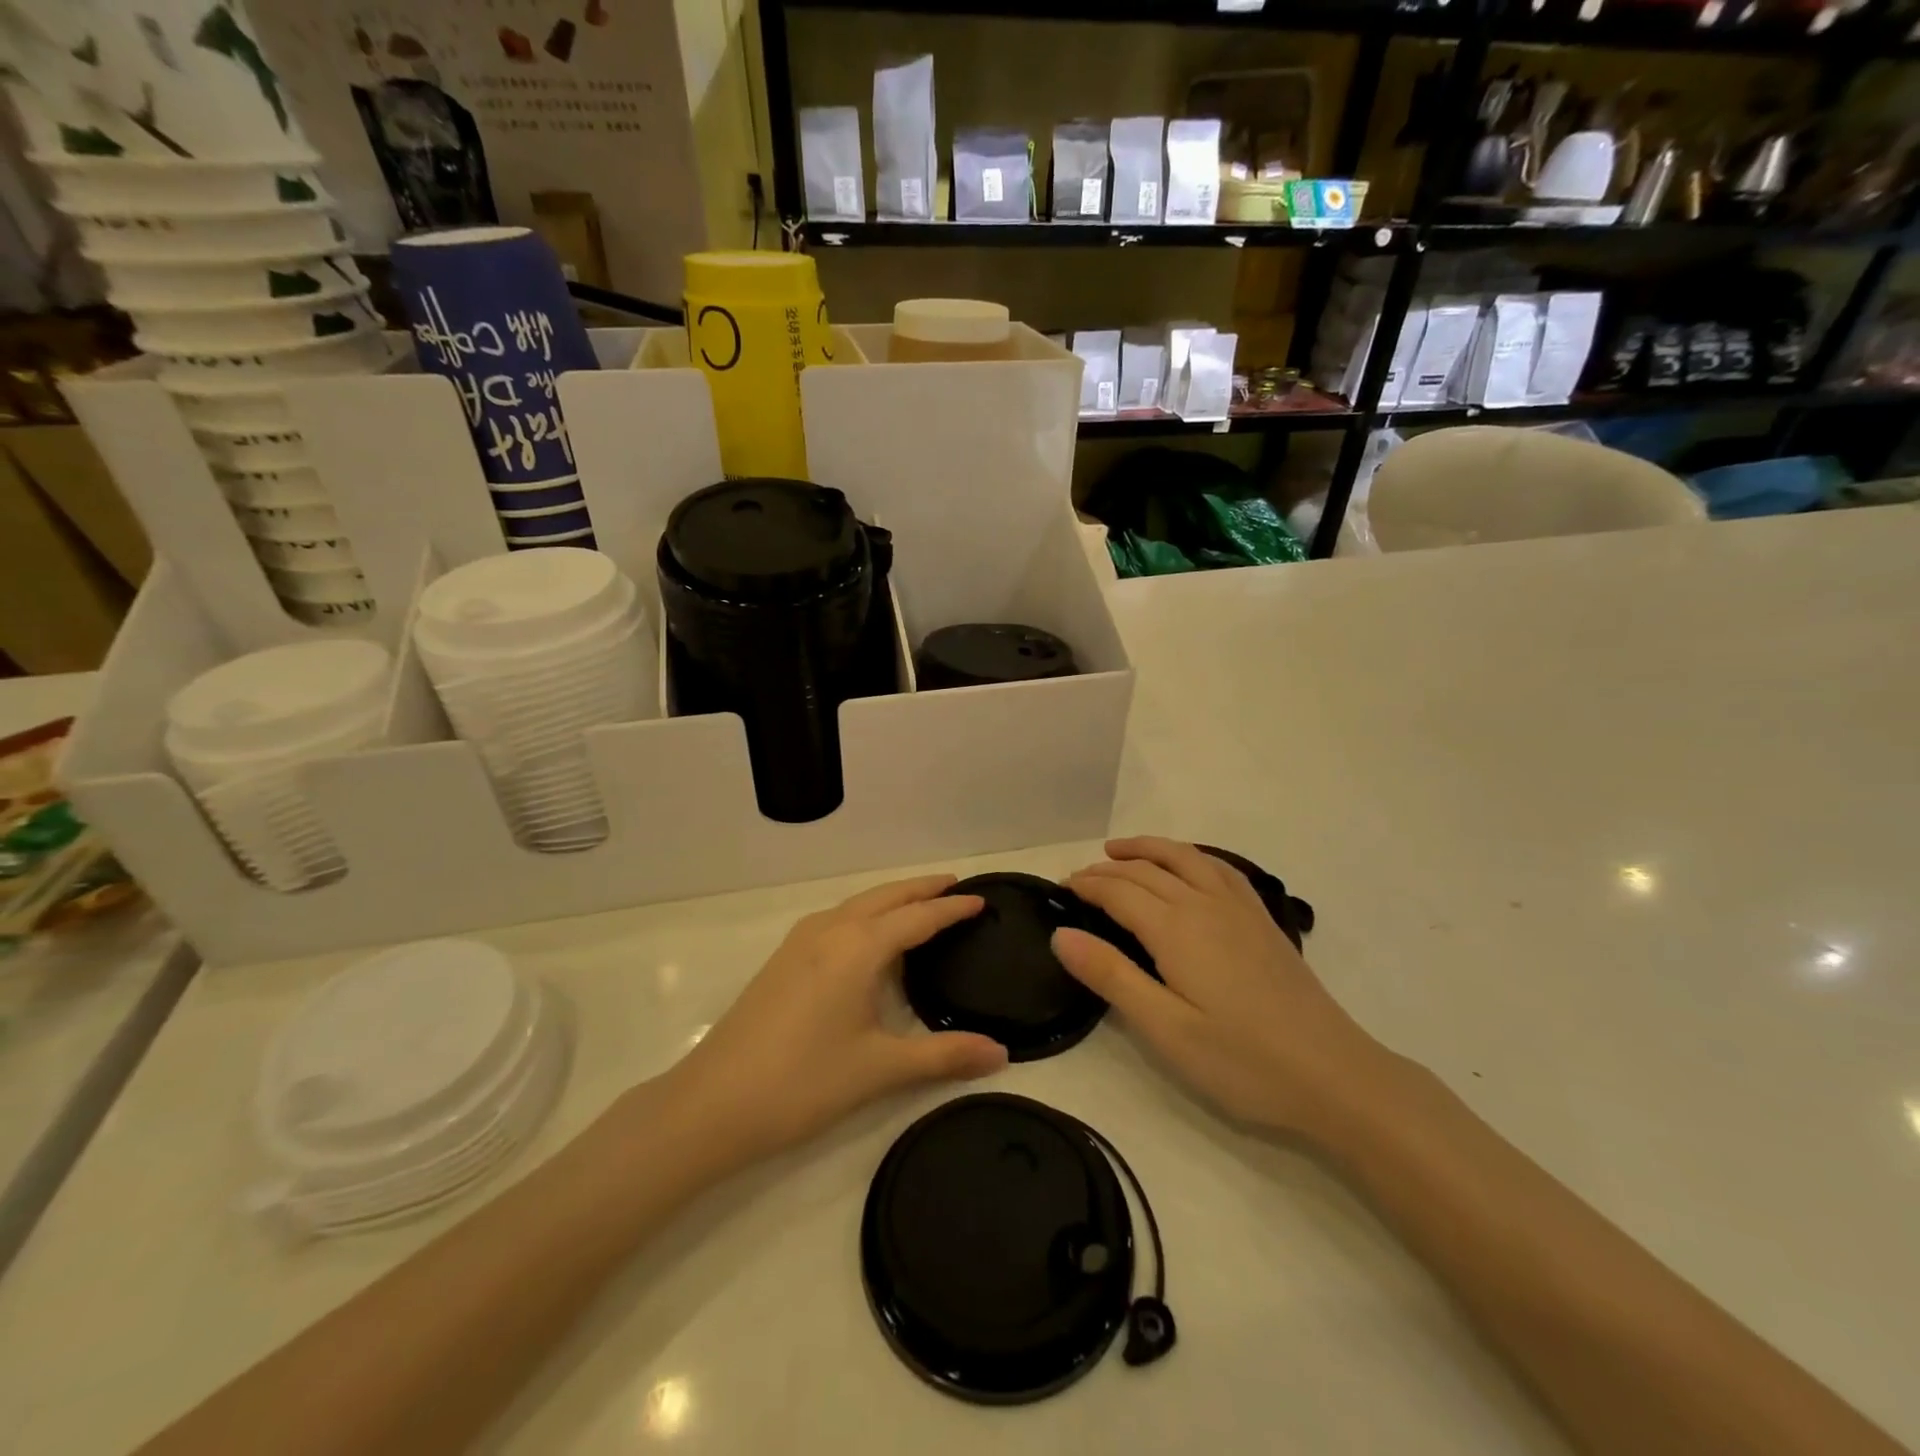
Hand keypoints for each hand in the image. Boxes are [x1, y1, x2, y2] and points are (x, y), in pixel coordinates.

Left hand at [656, 876, 1007, 1168]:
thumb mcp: (880, 1068)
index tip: (982, 900)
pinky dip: (866, 914)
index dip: (952, 908)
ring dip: (892, 898)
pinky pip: (837, 918)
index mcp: (858, 947)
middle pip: (886, 896)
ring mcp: (801, 941)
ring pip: (858, 904)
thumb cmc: (803, 1081)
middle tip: (956, 887)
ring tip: (921, 905)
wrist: (713, 1103)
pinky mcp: (783, 958)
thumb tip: (1001, 1054)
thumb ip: (943, 1055)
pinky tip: (869, 939)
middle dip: (922, 889)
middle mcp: (831, 930)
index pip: (918, 917)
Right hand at [1055, 837, 1386, 1138]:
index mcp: (1176, 929)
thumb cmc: (1242, 1061)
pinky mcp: (1263, 921)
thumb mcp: (1165, 1030)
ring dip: (1148, 848)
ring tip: (1120, 850)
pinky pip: (1221, 868)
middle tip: (1079, 877)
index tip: (1059, 889)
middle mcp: (1205, 904)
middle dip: (1107, 868)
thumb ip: (1111, 976)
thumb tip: (1061, 934)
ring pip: (1186, 857)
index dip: (1086, 885)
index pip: (1119, 891)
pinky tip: (1189, 865)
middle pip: (1147, 871)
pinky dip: (1192, 855)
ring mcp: (1240, 909)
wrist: (1334, 1075)